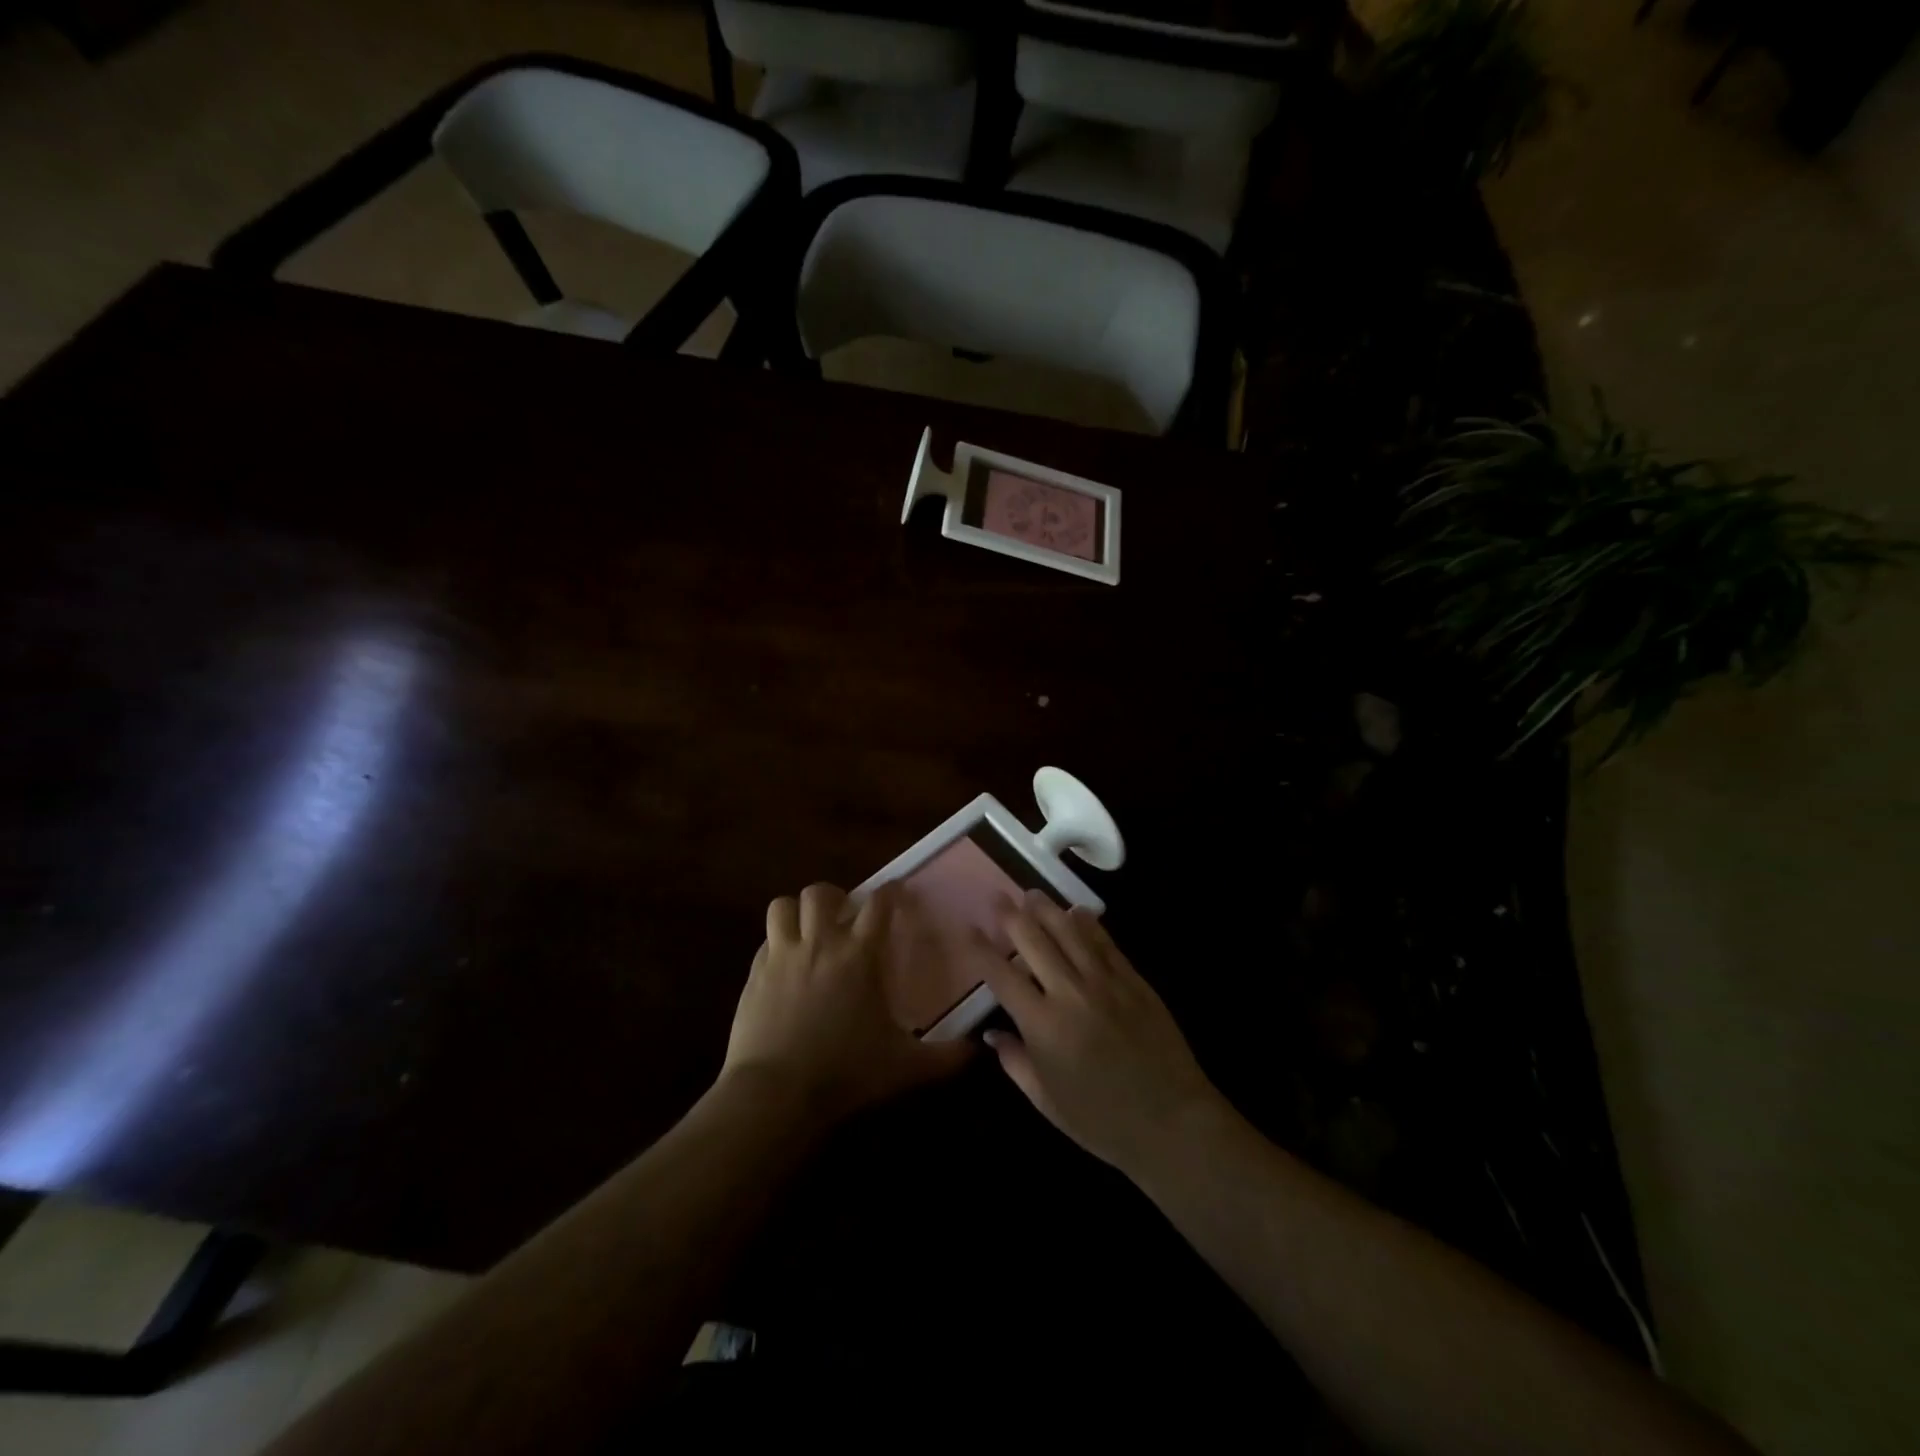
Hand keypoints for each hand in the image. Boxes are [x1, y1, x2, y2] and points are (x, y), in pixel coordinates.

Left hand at [724, 882, 971, 1123]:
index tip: (896, 891)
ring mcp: (782, 955)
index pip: (879, 903)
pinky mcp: (754, 974)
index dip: (890, 891)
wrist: (776, 1094)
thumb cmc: (846, 1073)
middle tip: (844, 915)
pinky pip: (765, 940)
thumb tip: (978, 1049)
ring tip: (808, 929)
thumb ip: (945, 1056)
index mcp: (860, 955)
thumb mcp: (904, 1067)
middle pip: (822, 892)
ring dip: (797, 911)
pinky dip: (777, 942)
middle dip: (835, 896)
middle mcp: (820, 943)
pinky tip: (785, 964)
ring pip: (783, 906)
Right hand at [978, 892, 1220, 1178]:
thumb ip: (1015, 1062)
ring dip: (1047, 910)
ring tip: (1032, 894)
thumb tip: (992, 1033)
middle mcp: (1070, 993)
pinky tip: (1077, 911)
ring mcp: (1106, 983)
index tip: (968, 928)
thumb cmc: (1102, 1122)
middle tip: (997, 898)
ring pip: (1070, 932)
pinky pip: (1106, 944)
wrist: (1173, 1123)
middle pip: (1034, 941)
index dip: (981, 950)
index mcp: (1043, 1025)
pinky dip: (1088, 924)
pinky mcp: (1134, 981)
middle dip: (1011, 916)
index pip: (1001, 976)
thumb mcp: (1047, 1102)